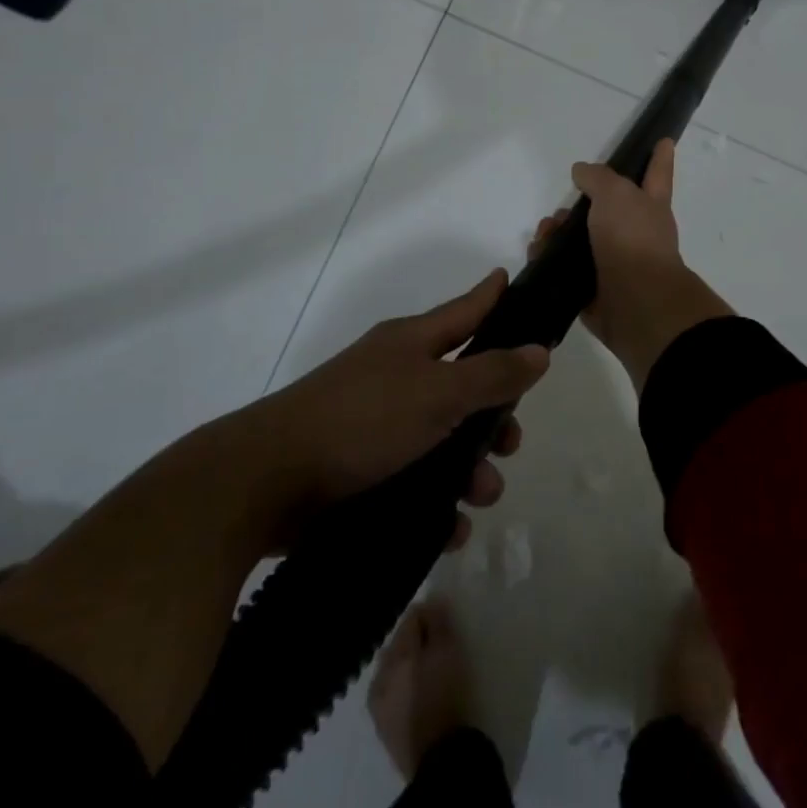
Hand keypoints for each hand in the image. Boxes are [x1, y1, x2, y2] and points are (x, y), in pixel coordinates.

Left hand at [261, 270, 546, 548]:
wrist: (266, 481)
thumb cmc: (362, 420)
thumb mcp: (438, 393)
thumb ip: (493, 374)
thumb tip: (541, 349)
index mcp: (412, 342)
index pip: (465, 309)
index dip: (492, 296)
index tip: (514, 280)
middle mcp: (396, 375)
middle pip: (462, 383)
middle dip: (494, 414)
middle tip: (511, 441)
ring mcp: (376, 422)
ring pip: (442, 437)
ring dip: (470, 467)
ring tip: (481, 496)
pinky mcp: (361, 468)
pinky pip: (415, 478)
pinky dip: (437, 500)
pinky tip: (451, 527)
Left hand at [368, 599, 473, 779]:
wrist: (441, 763)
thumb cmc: (446, 697)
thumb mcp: (448, 651)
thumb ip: (438, 623)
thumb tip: (431, 602)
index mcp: (394, 656)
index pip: (411, 618)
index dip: (431, 613)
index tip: (450, 619)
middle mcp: (379, 678)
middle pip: (400, 645)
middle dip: (419, 640)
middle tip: (444, 644)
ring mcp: (380, 708)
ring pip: (396, 672)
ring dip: (413, 666)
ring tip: (437, 670)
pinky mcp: (387, 732)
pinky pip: (397, 697)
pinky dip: (410, 690)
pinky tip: (427, 696)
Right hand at [530, 139, 732, 390]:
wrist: (635, 303)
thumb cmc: (632, 239)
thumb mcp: (616, 194)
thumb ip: (598, 178)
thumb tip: (581, 172)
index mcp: (650, 205)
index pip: (657, 173)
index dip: (659, 157)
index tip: (664, 140)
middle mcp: (635, 232)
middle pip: (608, 208)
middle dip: (581, 203)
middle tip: (562, 208)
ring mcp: (616, 261)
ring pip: (582, 238)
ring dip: (558, 231)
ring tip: (544, 232)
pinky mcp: (594, 288)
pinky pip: (566, 268)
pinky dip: (549, 259)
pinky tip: (537, 253)